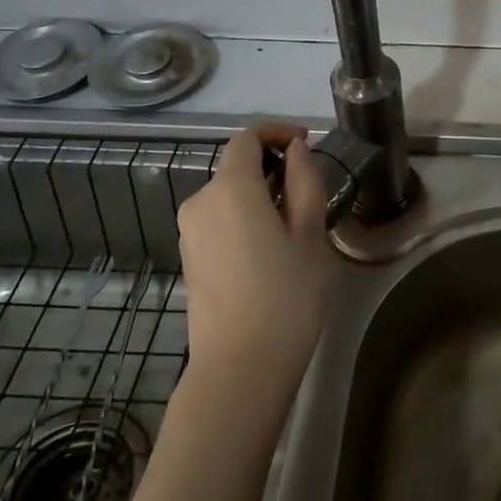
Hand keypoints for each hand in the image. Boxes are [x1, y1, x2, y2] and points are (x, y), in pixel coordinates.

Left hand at [176, 123, 335, 390]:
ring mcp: (189, 233)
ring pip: (229, 195)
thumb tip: (295, 151)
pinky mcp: (190, 258)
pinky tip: (270, 251)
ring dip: (260, 195)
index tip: (307, 143)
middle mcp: (200, 202)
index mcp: (231, 189)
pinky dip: (245, 218)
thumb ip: (304, 182)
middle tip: (311, 194)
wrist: (240, 369)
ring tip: (296, 227)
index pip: (247, 137)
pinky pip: (219, 220)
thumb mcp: (310, 235)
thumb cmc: (286, 297)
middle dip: (273, 168)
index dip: (277, 132)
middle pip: (237, 167)